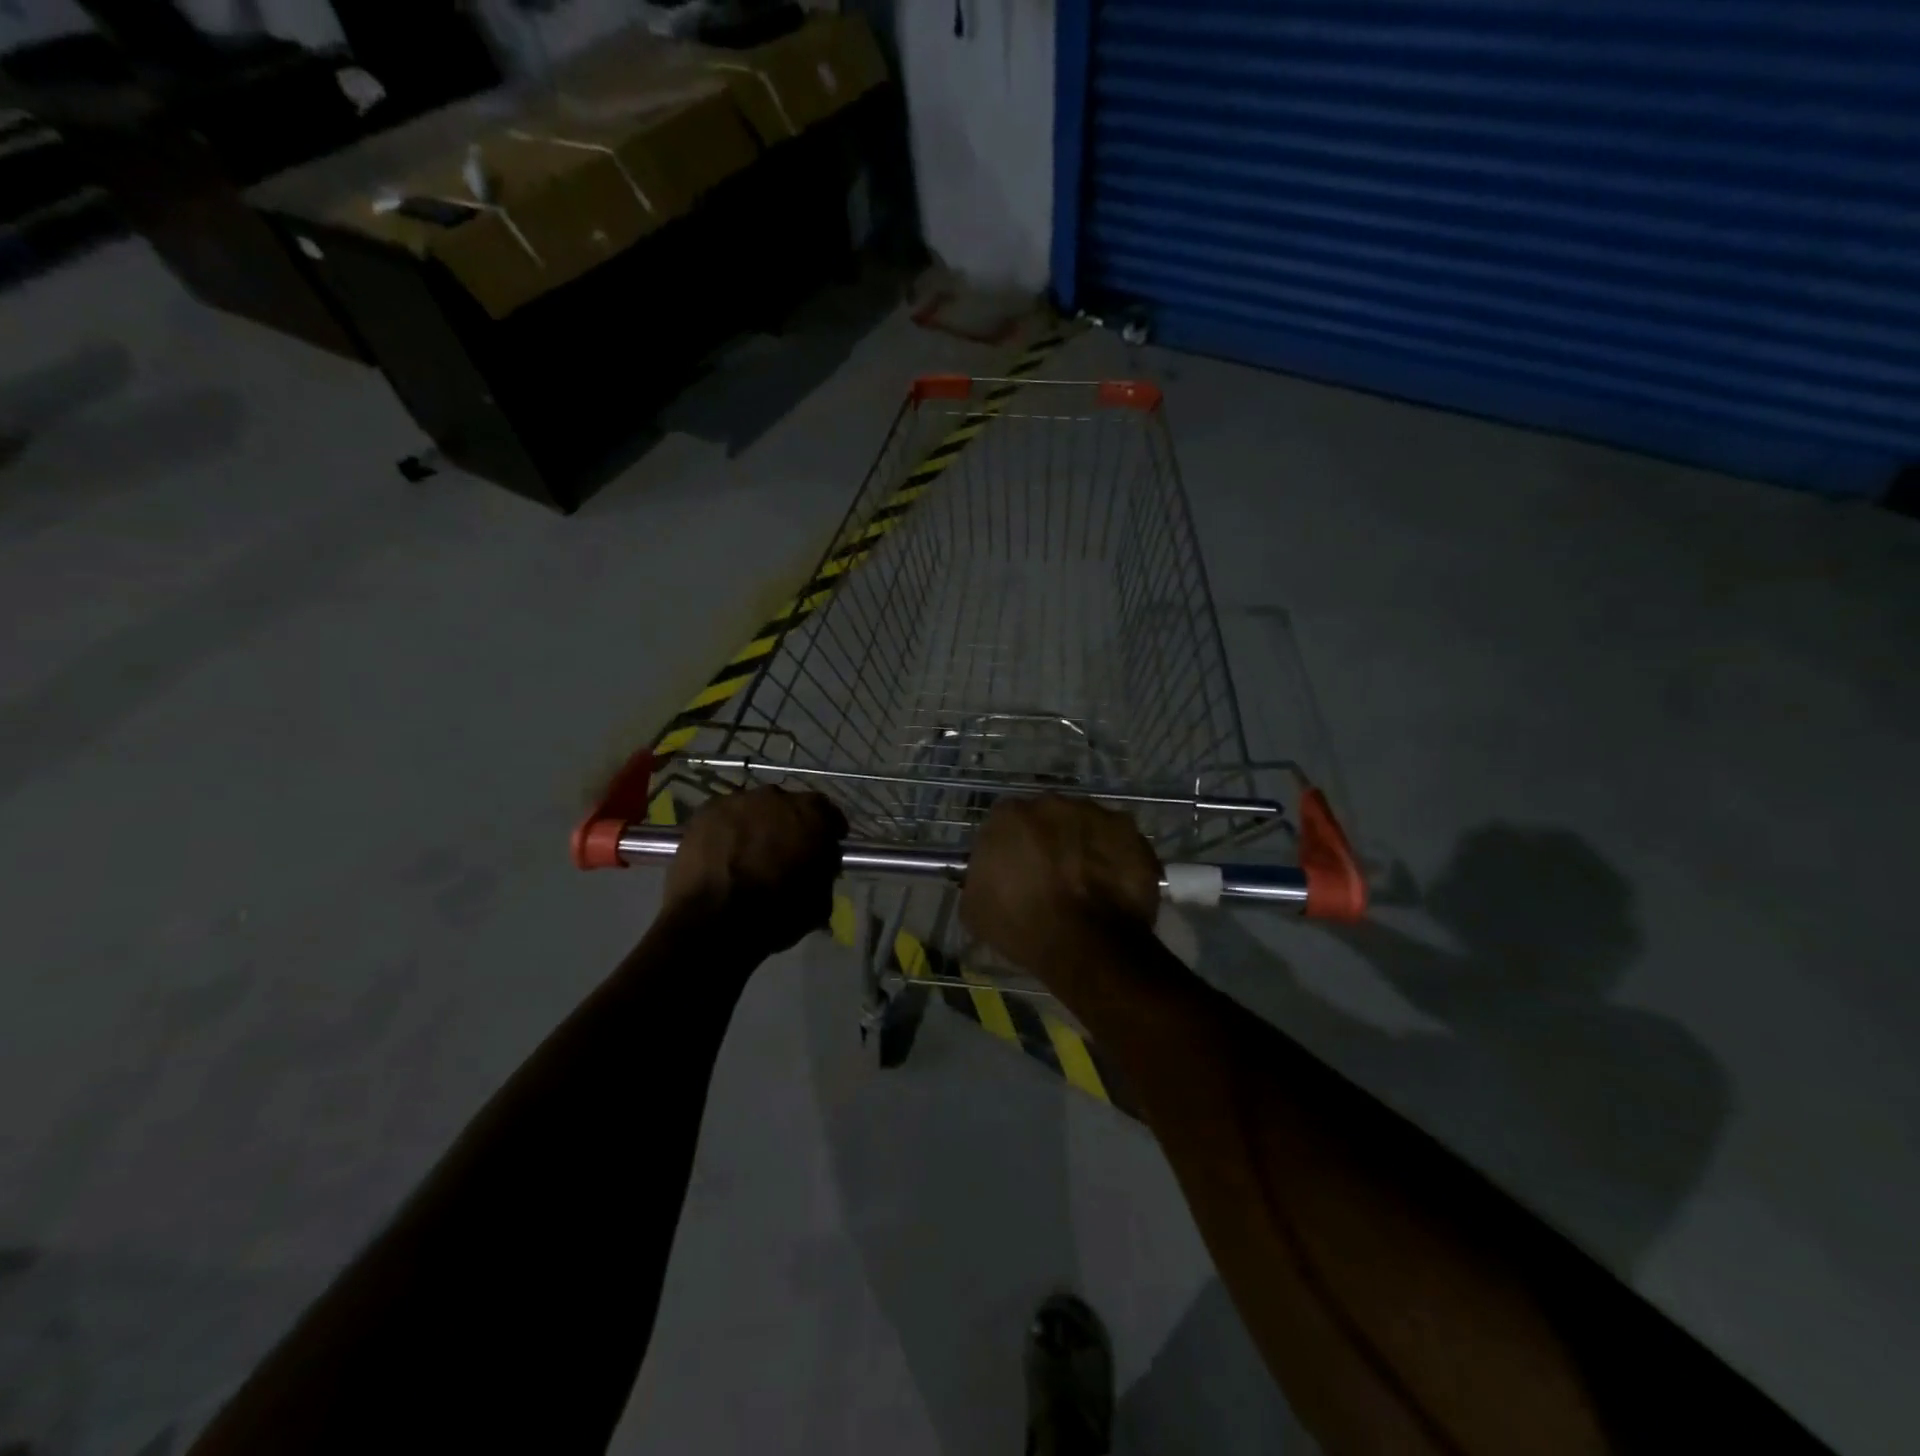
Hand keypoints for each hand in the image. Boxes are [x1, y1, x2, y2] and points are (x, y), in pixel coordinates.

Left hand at [661, 789, 847, 953]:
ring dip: (756, 825)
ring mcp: (739, 801)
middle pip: (787, 806)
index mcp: (812, 815)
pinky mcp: (706, 811)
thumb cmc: (777, 912)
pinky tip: (723, 853)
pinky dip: (727, 831)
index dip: (826, 830)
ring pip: (754, 809)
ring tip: (748, 853)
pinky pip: (724, 817)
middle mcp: (777, 797)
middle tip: (783, 851)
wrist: (714, 920)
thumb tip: (819, 866)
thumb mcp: (819, 901)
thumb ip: (824, 872)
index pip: (828, 812)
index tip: (825, 845)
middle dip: (788, 825)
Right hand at [960, 795, 1161, 974]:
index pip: (1005, 823)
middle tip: (1052, 876)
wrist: (1085, 944)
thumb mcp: (975, 908)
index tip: (1016, 872)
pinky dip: (1116, 860)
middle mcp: (1052, 803)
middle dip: (1048, 840)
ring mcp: (1096, 814)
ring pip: (1085, 826)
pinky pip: (1119, 844)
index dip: (1012, 848)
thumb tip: (988, 876)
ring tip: (1087, 884)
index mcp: (1009, 815)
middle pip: (1048, 818)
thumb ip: (980, 878)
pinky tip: (1113, 889)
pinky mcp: (1131, 833)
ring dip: (1083, 847)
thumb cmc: (1023, 925)